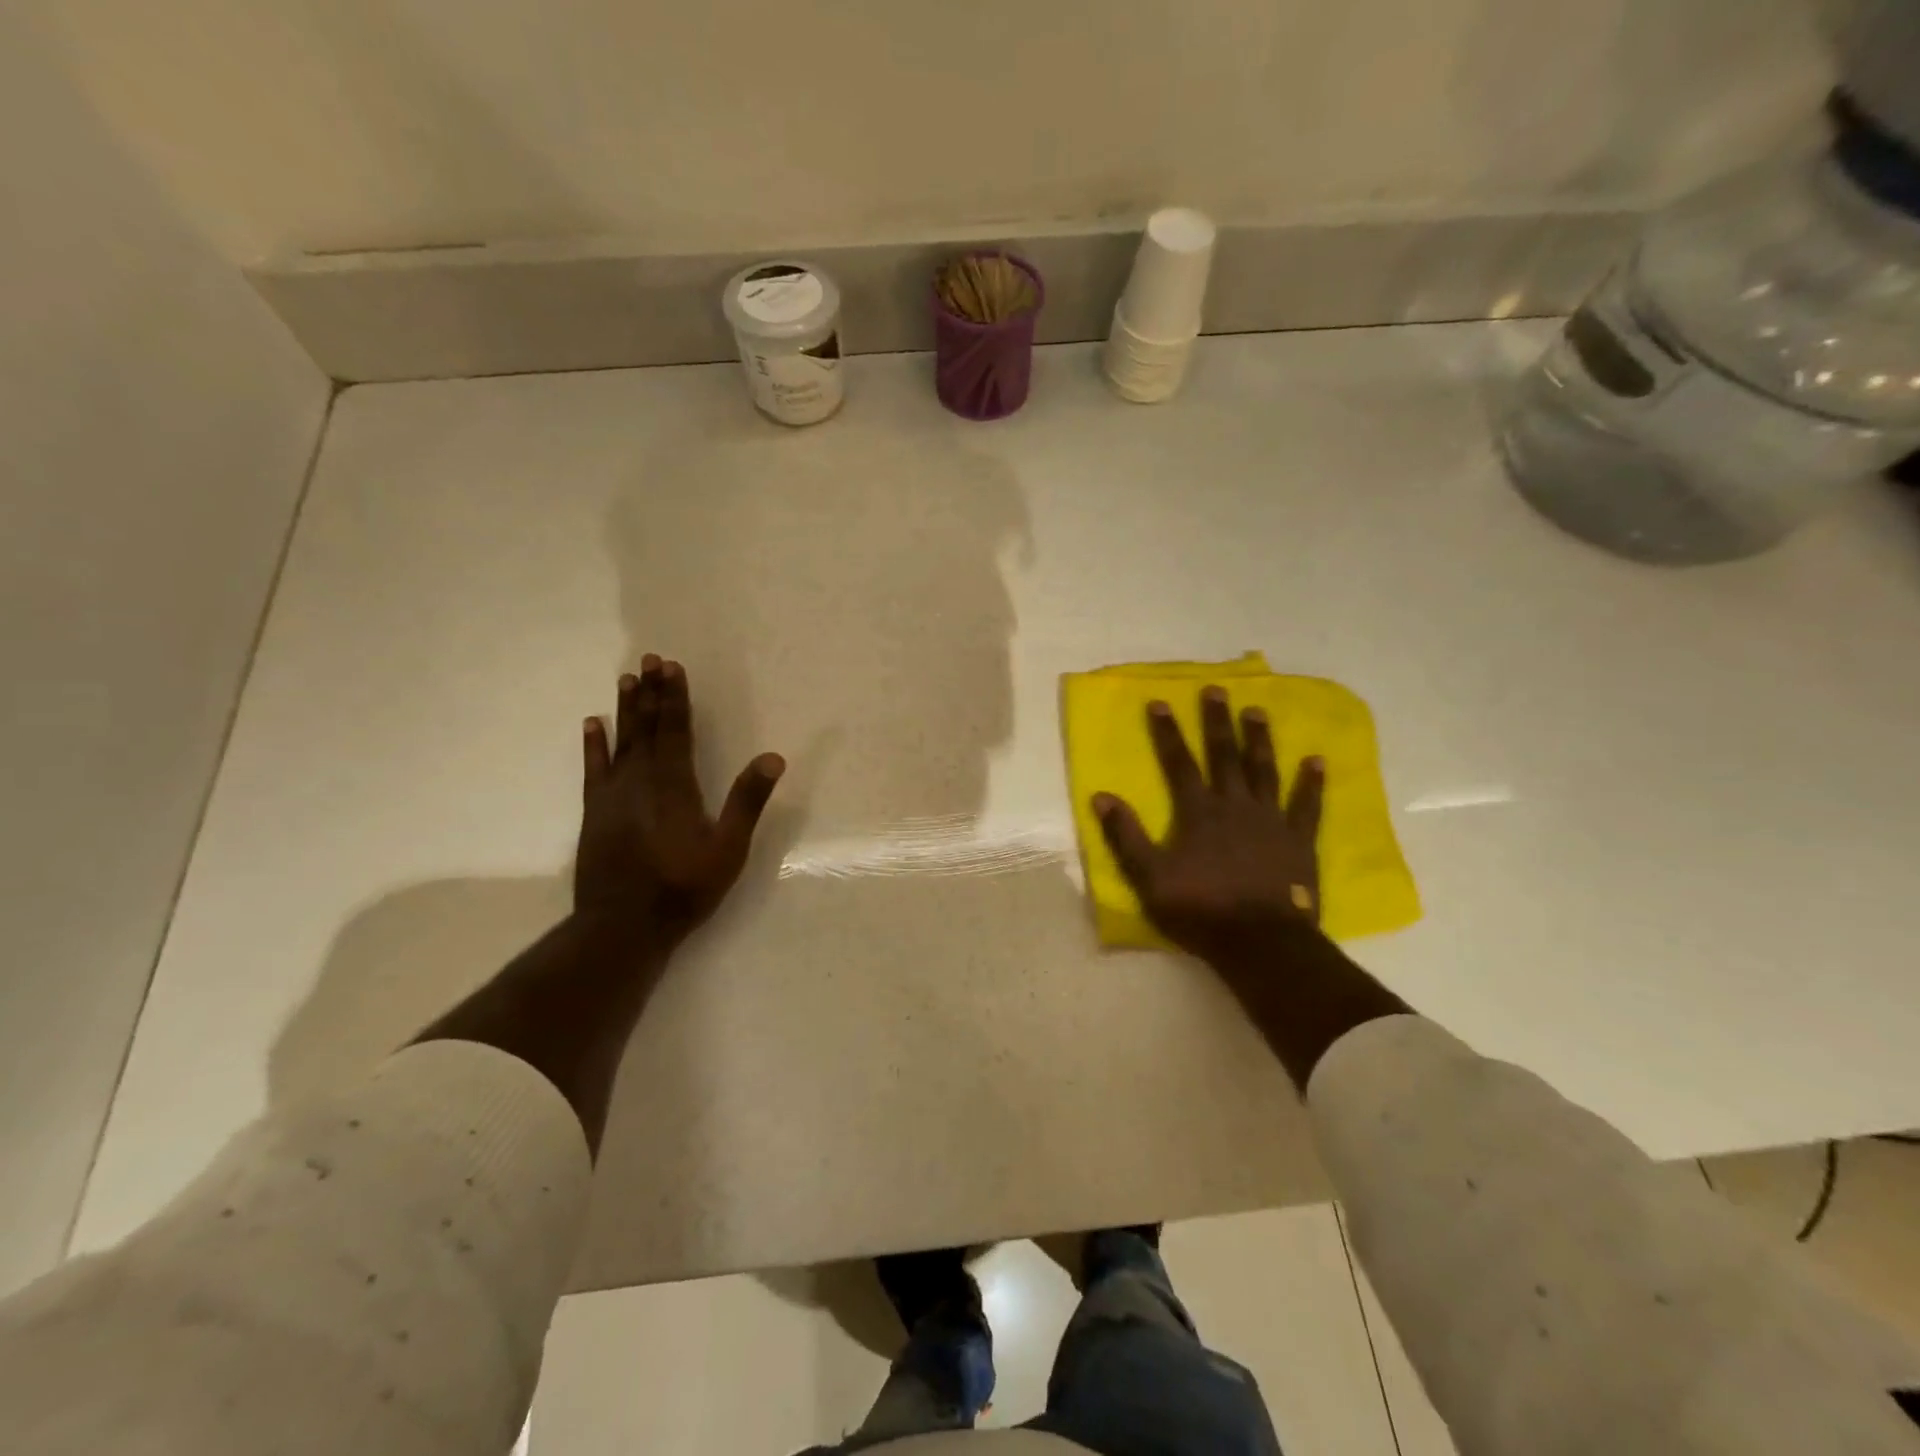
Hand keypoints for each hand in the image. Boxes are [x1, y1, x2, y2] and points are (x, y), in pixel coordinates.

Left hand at [577, 655, 784, 948]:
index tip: (672, 667)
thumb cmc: (683, 887)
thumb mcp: (728, 849)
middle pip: (647, 727)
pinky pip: (594, 769)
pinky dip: (594, 745)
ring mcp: (613, 796)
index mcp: (675, 785)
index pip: (676, 730)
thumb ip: (747, 802)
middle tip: (649, 659)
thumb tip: (774, 758)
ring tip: (626, 678)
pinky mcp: (595, 812)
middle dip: (650, 693)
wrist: (622, 926)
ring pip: (621, 741)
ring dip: (625, 709)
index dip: (675, 698)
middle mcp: (641, 781)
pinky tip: (592, 724)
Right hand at [1093, 686, 1324, 968]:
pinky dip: (1311, 783)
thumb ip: (1125, 836)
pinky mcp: (1298, 840)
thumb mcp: (1149, 877)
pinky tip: (1316, 760)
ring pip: (1263, 770)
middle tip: (1216, 690)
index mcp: (1197, 812)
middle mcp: (1234, 805)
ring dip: (1259, 740)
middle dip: (1217, 722)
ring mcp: (1270, 820)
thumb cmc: (1200, 909)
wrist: (1259, 942)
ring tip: (1257, 711)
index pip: (1178, 762)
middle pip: (1224, 755)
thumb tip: (1101, 797)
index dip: (1167, 732)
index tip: (1161, 702)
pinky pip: (1307, 805)